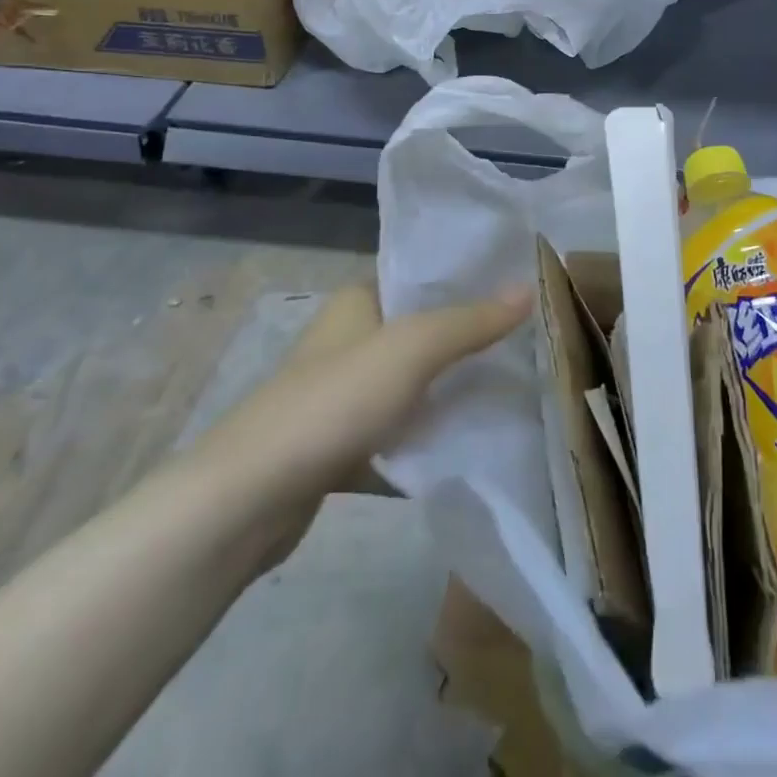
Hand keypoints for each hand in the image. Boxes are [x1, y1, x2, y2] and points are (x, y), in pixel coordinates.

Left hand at [188, 281, 530, 572]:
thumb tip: (529, 288)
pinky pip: (396, 430)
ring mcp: (341, 395)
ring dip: (450, 389)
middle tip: (528, 342)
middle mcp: (348, 339)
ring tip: (511, 388)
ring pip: (411, 383)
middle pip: (421, 331)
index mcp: (357, 301)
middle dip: (469, 337)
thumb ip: (471, 321)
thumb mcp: (412, 349)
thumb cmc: (333, 402)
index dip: (469, 280)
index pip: (422, 276)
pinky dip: (425, 436)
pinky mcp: (338, 444)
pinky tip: (469, 444)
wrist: (248, 499)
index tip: (520, 289)